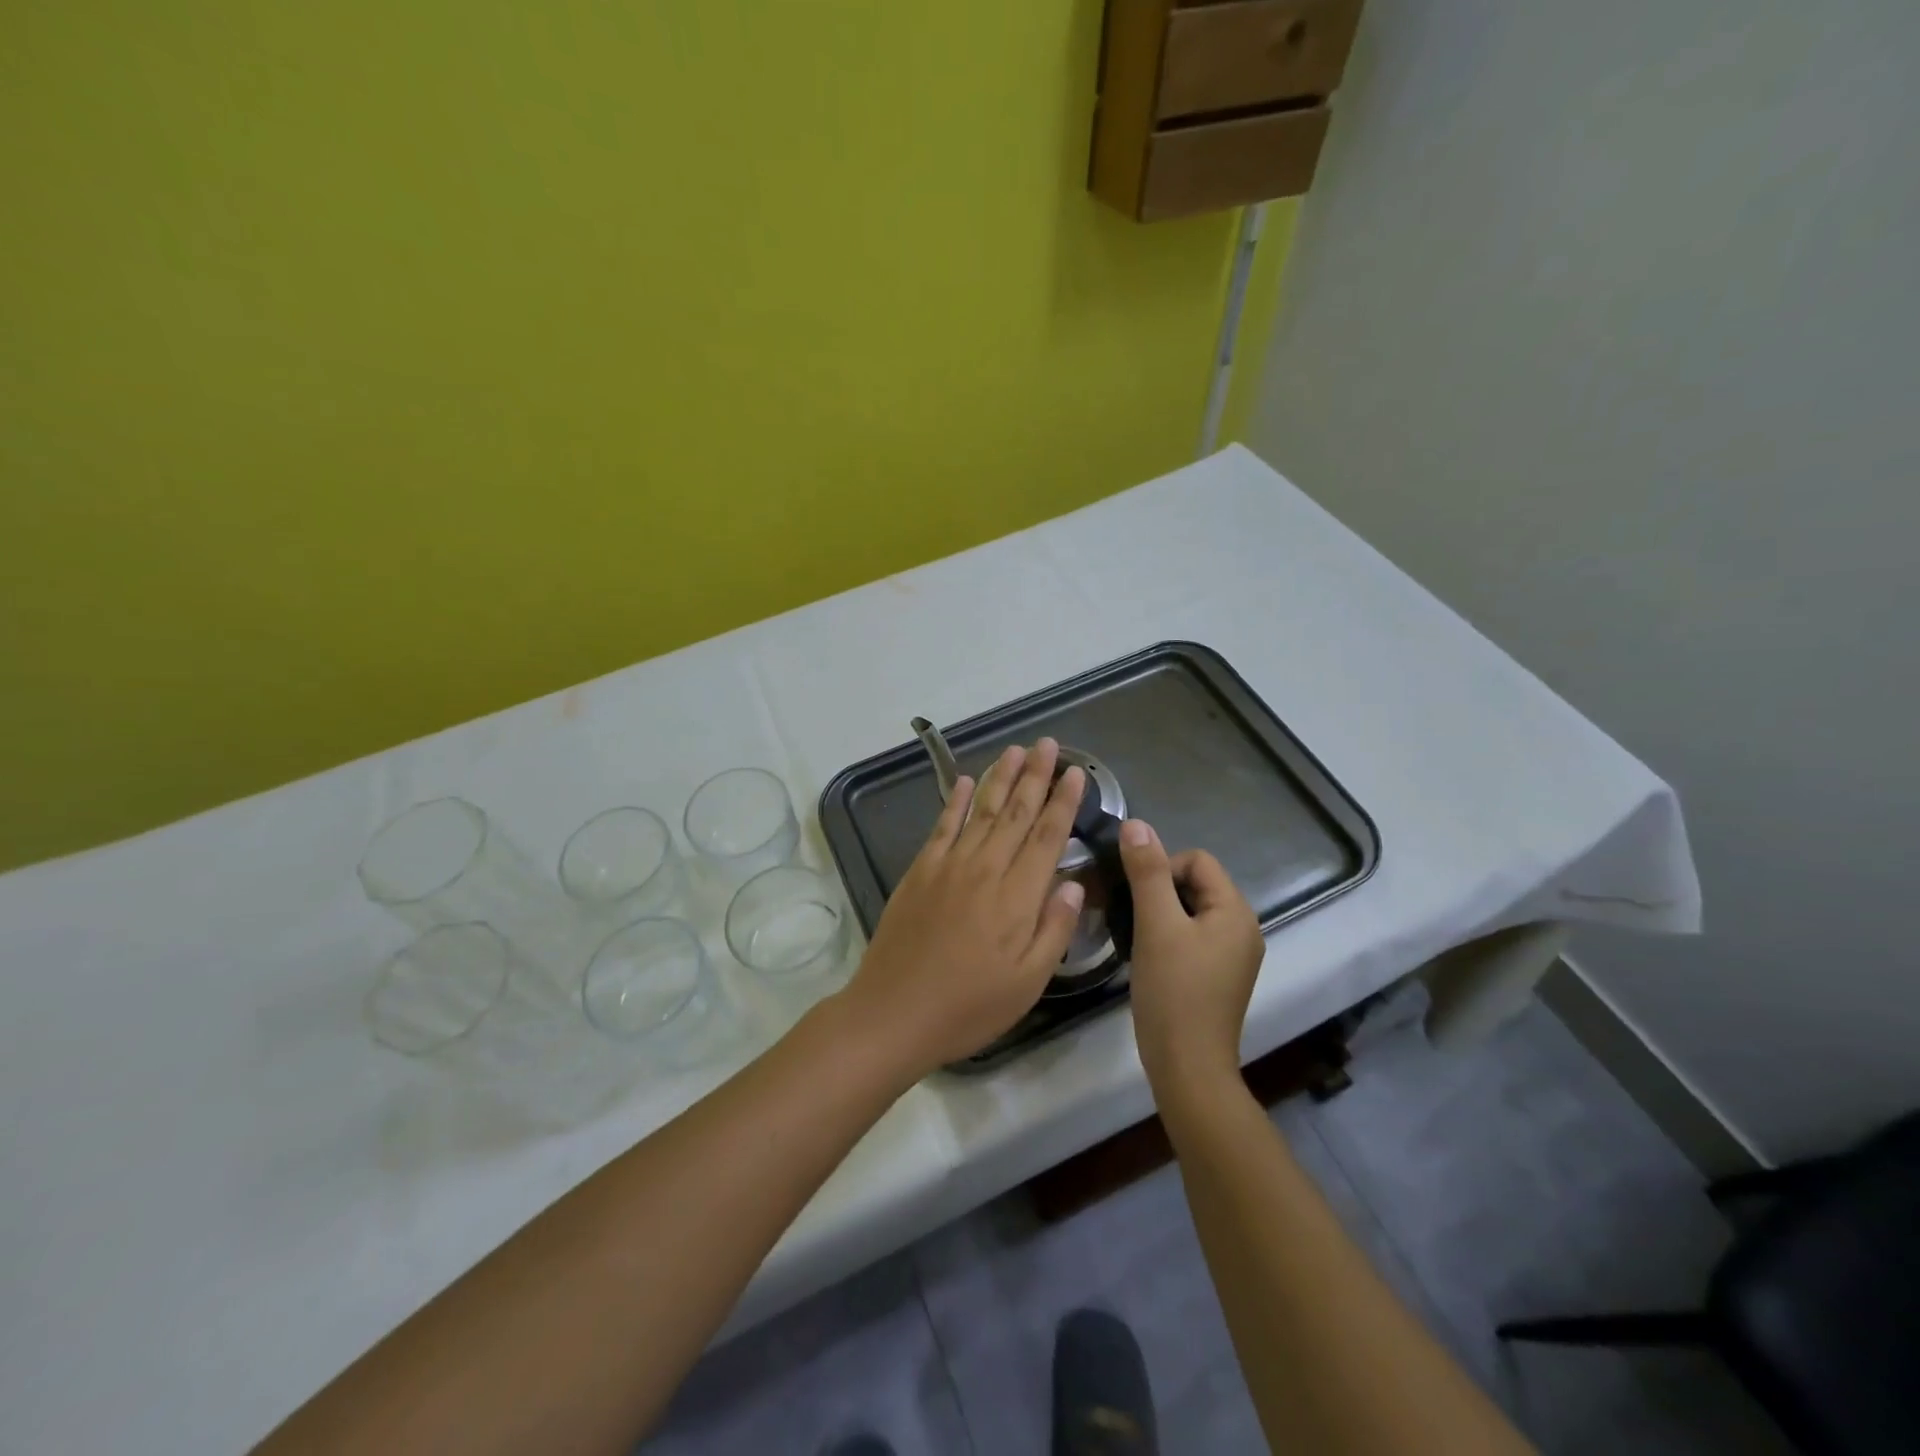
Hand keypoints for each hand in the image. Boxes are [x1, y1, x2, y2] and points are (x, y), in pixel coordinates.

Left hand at [840, 738, 1087, 1078]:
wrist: (895, 1011)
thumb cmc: (969, 1006)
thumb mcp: (1028, 982)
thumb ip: (1055, 928)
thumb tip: (1074, 883)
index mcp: (1018, 896)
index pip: (1048, 836)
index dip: (1063, 801)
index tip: (1075, 773)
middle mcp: (986, 868)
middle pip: (1017, 813)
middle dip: (1035, 776)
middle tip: (1047, 744)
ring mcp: (949, 866)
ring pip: (982, 811)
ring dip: (1000, 777)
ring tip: (1015, 750)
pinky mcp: (920, 871)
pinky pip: (943, 826)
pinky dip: (957, 801)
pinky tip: (967, 781)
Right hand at [1118, 820, 1265, 1087]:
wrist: (1188, 1068)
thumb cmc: (1173, 991)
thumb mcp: (1156, 925)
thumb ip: (1146, 872)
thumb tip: (1135, 823)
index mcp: (1236, 911)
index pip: (1197, 860)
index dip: (1162, 868)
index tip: (1137, 899)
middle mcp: (1243, 928)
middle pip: (1196, 884)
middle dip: (1159, 891)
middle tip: (1131, 917)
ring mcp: (1233, 955)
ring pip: (1191, 911)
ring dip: (1161, 914)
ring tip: (1137, 937)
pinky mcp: (1219, 976)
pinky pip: (1193, 936)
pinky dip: (1169, 936)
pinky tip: (1149, 957)